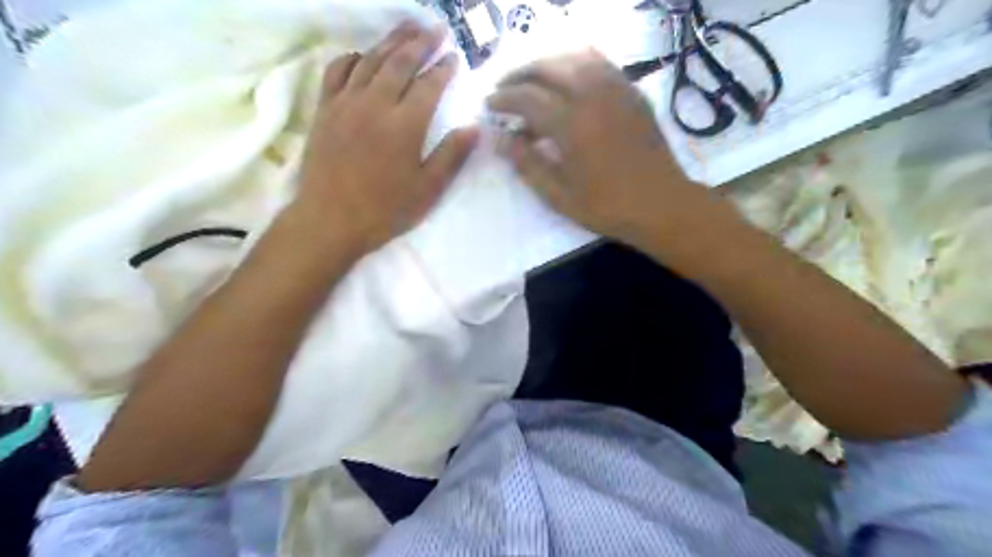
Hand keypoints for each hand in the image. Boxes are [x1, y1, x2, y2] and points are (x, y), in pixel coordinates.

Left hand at [293, 21, 477, 254]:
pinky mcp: (325, 110)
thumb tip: (475, 128)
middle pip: (400, 61)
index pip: (429, 85)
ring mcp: (346, 103)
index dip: (444, 69)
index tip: (456, 57)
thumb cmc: (384, 210)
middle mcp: (376, 104)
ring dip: (391, 40)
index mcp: (405, 125)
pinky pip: (337, 71)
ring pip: (370, 60)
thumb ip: (451, 155)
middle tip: (437, 28)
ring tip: (408, 27)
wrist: (329, 220)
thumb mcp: (427, 189)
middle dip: (421, 42)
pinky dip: (351, 57)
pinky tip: (361, 55)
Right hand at [487, 50, 725, 249]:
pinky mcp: (632, 93)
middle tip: (505, 89)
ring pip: (574, 58)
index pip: (527, 98)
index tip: (489, 105)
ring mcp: (616, 89)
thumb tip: (502, 140)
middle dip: (520, 74)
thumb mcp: (559, 196)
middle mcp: (593, 96)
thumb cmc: (607, 207)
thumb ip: (528, 165)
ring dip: (547, 65)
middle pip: (548, 68)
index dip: (503, 99)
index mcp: (572, 124)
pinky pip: (600, 64)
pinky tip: (568, 82)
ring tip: (533, 83)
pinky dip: (576, 65)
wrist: (661, 204)